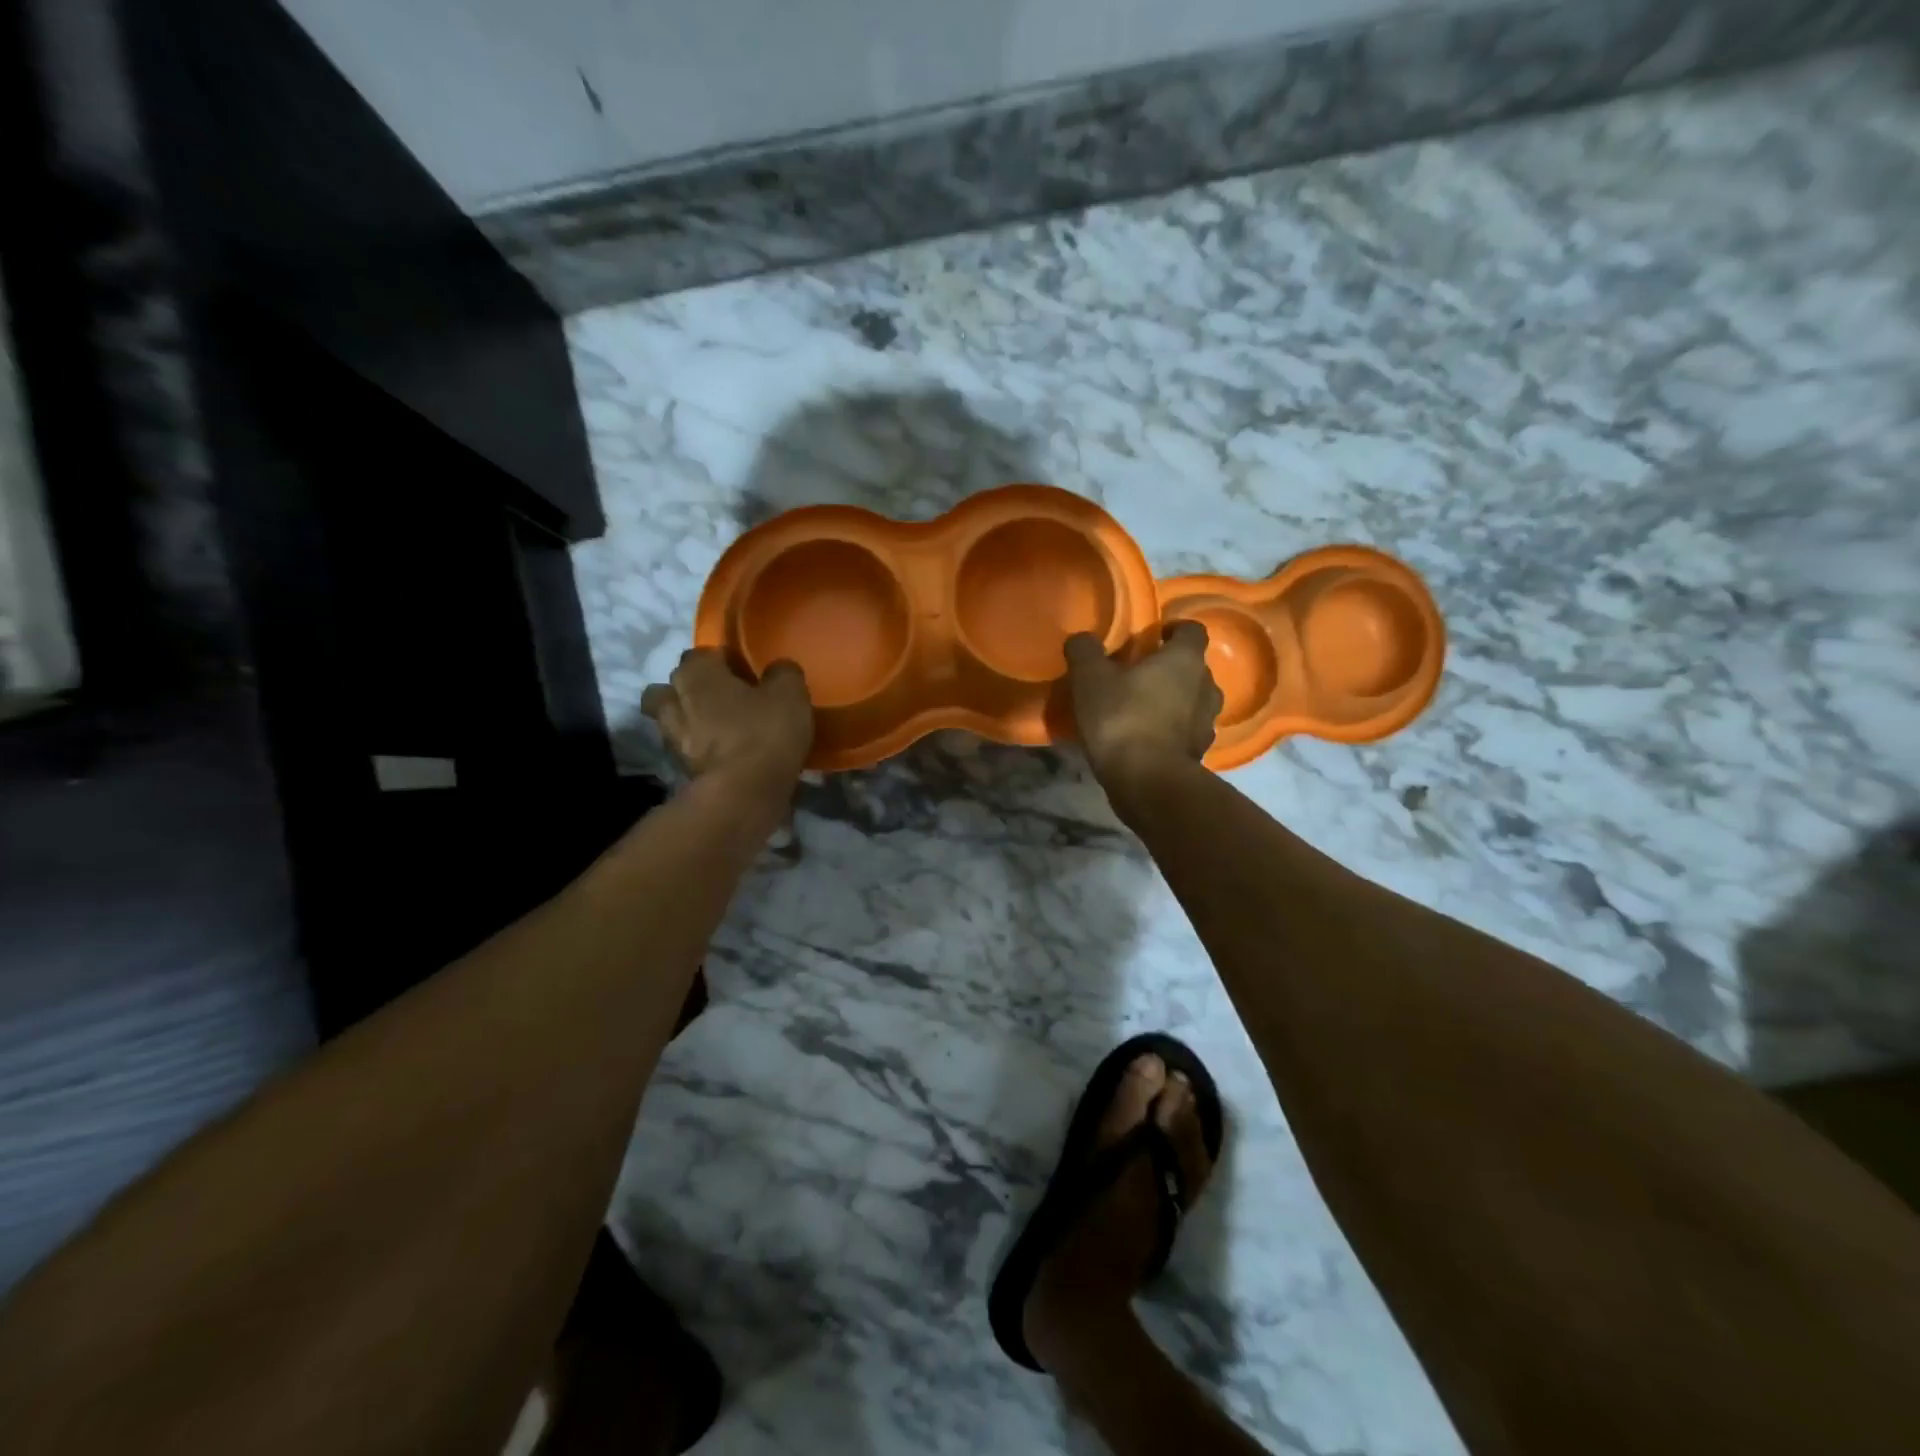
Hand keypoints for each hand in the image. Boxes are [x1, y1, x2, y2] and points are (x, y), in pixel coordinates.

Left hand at [641, 649, 812, 794]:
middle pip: (677, 684)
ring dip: (691, 718)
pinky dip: (699, 748)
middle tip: (729, 699)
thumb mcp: (790, 694)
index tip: (748, 674)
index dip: (725, 661)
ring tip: (720, 728)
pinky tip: (723, 754)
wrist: (742, 794)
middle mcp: (673, 698)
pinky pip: (685, 747)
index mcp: (696, 672)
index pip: (703, 653)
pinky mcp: (676, 767)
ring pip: (673, 717)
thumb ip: (783, 673)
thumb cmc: (764, 733)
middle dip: (696, 688)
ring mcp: (670, 736)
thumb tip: (778, 670)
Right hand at [1065, 622, 1222, 788]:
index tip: (1155, 635)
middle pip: (1194, 667)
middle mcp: (1206, 686)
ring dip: (1176, 700)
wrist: (1147, 782)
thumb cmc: (1122, 719)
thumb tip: (1081, 638)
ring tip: (1146, 708)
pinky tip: (1148, 738)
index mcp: (1184, 659)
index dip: (1175, 629)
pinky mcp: (1200, 753)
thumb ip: (1085, 652)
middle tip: (1142, 674)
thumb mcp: (1090, 679)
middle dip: (1172, 667)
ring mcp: (1207, 722)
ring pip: (1195, 700)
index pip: (1193, 630)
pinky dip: (1173, 730)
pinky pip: (1188, 731)